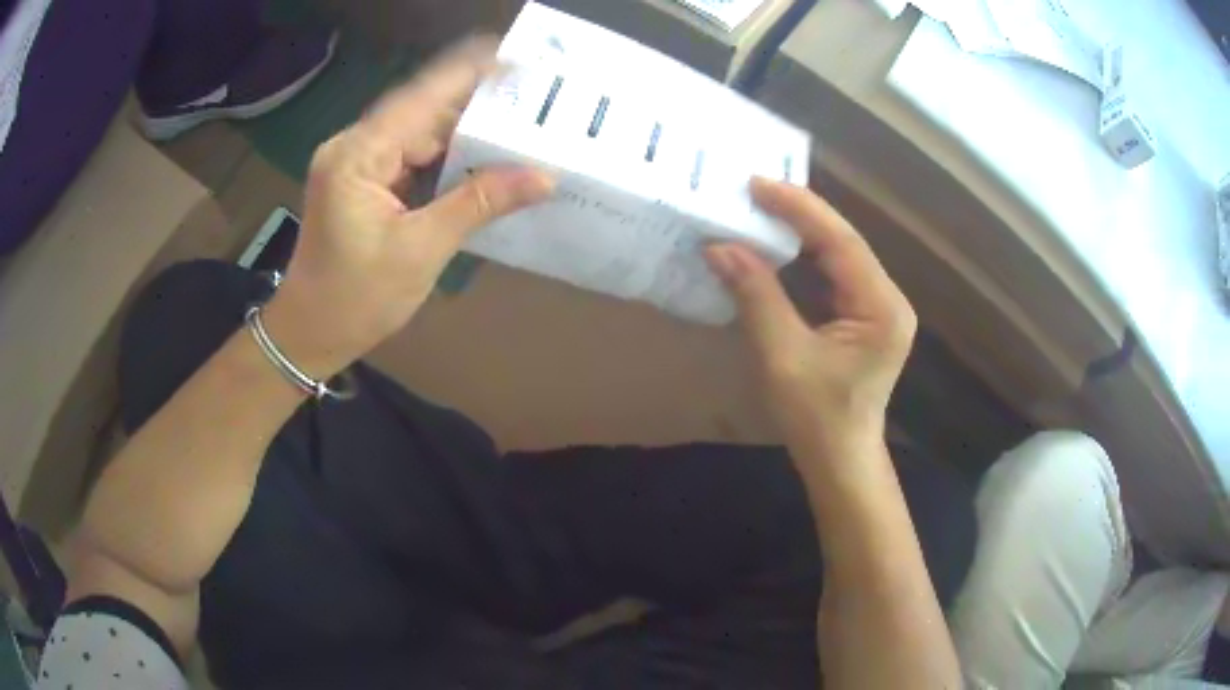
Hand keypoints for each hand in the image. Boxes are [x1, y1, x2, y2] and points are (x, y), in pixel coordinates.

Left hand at [262, 38, 554, 378]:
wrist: (310, 334)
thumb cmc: (356, 299)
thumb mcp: (422, 250)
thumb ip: (479, 203)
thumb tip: (542, 176)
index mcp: (358, 155)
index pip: (422, 97)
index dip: (471, 74)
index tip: (520, 59)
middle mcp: (353, 146)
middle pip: (421, 110)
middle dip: (476, 103)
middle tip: (532, 98)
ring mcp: (356, 161)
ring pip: (418, 131)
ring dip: (464, 129)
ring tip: (518, 122)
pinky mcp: (362, 179)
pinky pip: (410, 153)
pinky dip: (446, 154)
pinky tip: (481, 155)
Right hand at [705, 177, 915, 456]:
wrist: (841, 459)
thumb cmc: (816, 418)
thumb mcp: (782, 357)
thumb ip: (757, 297)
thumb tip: (721, 247)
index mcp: (881, 308)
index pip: (841, 242)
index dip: (800, 208)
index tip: (758, 184)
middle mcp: (889, 299)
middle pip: (845, 242)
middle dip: (801, 213)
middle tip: (755, 190)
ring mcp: (882, 307)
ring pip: (842, 254)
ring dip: (805, 230)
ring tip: (764, 207)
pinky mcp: (869, 316)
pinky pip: (838, 273)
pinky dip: (809, 254)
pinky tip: (783, 242)